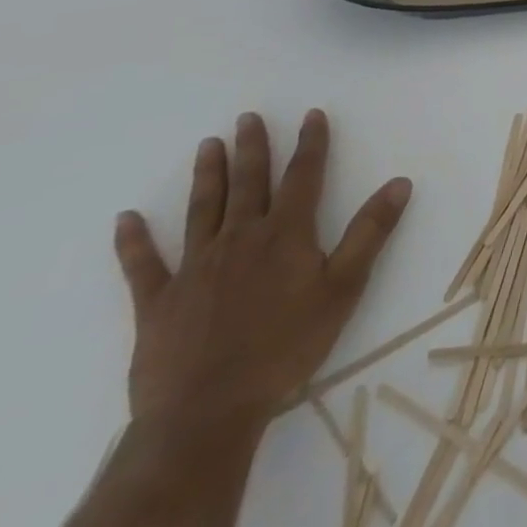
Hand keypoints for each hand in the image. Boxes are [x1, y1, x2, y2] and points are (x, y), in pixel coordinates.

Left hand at [112, 110, 412, 430]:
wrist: (207, 411)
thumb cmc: (286, 347)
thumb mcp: (344, 288)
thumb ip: (371, 232)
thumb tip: (400, 182)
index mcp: (286, 233)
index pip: (303, 175)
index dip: (310, 143)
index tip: (311, 114)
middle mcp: (240, 238)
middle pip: (249, 182)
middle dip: (252, 147)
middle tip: (247, 117)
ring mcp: (195, 267)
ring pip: (203, 209)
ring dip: (208, 175)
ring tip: (208, 145)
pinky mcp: (158, 302)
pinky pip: (143, 265)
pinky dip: (133, 241)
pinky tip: (126, 218)